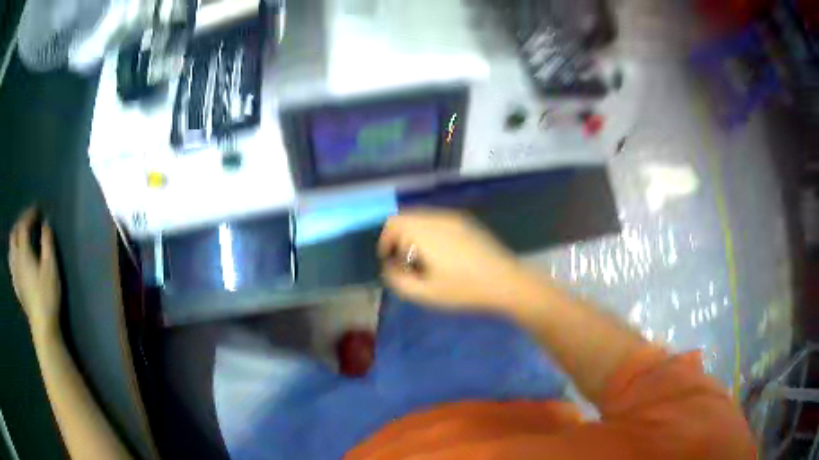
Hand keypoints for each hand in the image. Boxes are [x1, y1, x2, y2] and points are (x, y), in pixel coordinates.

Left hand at [8, 207, 60, 336]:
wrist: (42, 326)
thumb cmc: (47, 295)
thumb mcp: (51, 267)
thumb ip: (47, 243)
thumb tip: (46, 223)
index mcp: (23, 251)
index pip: (23, 225)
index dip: (29, 215)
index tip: (37, 210)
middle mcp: (16, 259)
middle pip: (14, 234)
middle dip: (20, 223)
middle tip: (28, 221)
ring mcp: (15, 273)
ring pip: (11, 248)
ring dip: (15, 237)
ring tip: (21, 237)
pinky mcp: (16, 285)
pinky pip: (11, 263)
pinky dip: (13, 254)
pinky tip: (17, 258)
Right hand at [378, 209, 532, 312]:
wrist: (504, 282)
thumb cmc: (463, 289)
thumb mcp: (425, 293)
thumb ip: (398, 280)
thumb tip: (390, 267)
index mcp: (425, 232)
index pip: (394, 223)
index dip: (385, 240)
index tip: (389, 260)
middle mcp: (437, 218)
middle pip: (407, 217)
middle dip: (399, 237)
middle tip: (403, 261)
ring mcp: (454, 218)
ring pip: (423, 218)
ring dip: (414, 234)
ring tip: (421, 259)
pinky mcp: (467, 223)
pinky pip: (438, 221)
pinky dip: (429, 232)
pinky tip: (441, 254)